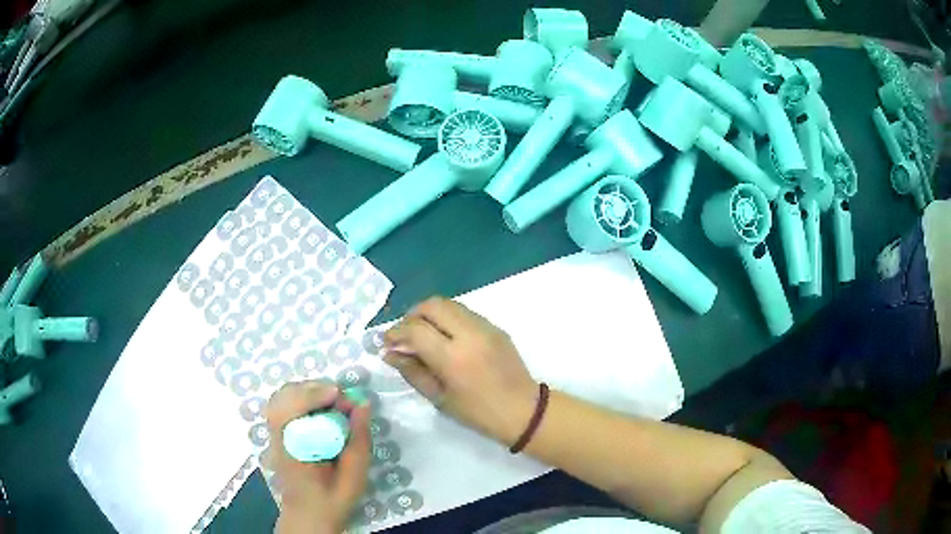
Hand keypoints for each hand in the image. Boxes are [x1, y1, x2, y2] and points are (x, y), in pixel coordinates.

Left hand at [264, 382, 370, 533]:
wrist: (309, 516)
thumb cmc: (332, 500)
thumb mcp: (354, 476)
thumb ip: (359, 440)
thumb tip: (362, 404)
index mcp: (292, 450)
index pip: (290, 410)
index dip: (313, 395)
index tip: (341, 395)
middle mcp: (276, 437)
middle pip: (284, 397)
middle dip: (313, 389)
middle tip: (341, 397)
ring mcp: (273, 434)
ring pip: (282, 397)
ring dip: (308, 391)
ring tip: (333, 400)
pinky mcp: (277, 433)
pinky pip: (285, 405)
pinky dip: (303, 398)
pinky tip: (321, 408)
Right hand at [383, 297, 538, 445]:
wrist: (523, 410)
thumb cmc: (478, 412)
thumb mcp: (440, 398)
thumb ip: (413, 372)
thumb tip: (390, 353)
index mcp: (453, 358)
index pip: (415, 330)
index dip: (396, 332)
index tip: (387, 342)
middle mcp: (469, 334)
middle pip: (432, 305)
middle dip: (412, 315)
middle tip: (404, 334)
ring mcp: (485, 327)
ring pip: (449, 304)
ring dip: (430, 313)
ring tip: (422, 333)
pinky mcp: (495, 327)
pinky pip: (465, 312)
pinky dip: (448, 318)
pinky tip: (445, 337)